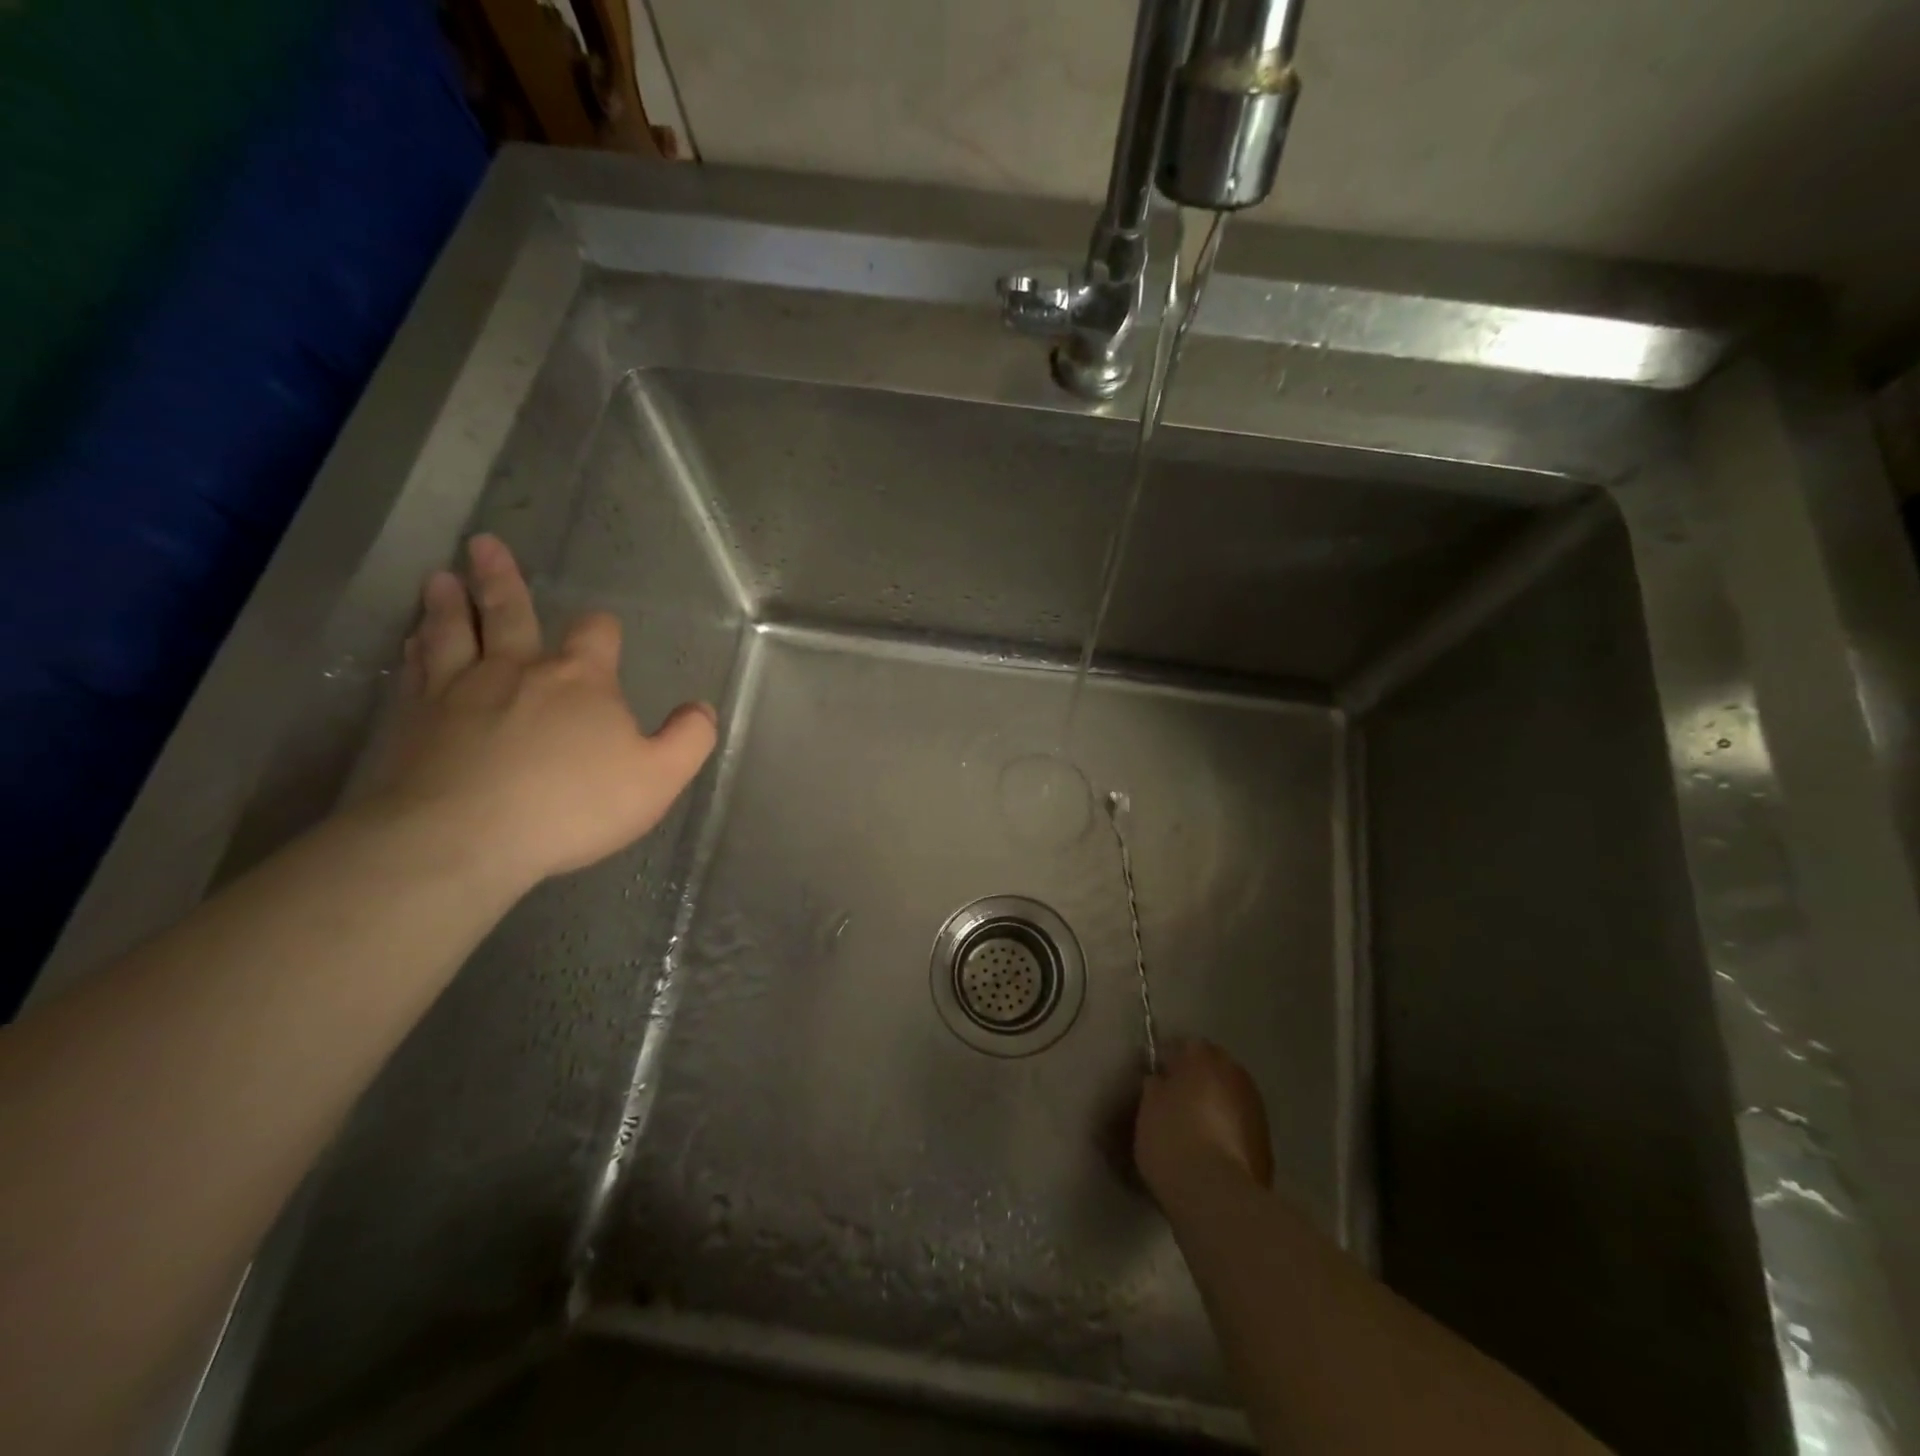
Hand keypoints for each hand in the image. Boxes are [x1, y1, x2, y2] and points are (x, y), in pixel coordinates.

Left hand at [372, 534, 716, 887]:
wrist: (462, 837)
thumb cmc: (572, 804)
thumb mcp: (658, 777)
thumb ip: (688, 739)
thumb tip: (702, 709)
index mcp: (580, 679)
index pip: (596, 634)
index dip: (601, 628)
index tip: (602, 628)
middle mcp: (517, 670)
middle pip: (508, 612)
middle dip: (502, 580)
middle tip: (483, 544)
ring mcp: (457, 690)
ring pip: (452, 632)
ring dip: (448, 604)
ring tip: (440, 579)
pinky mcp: (412, 720)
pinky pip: (415, 671)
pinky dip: (415, 650)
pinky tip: (410, 643)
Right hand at [1135, 1040, 1274, 1197]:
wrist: (1215, 1194)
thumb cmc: (1172, 1139)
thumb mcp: (1148, 1108)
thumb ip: (1157, 1086)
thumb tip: (1162, 1081)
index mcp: (1203, 1059)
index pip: (1186, 1045)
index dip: (1171, 1059)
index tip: (1158, 1075)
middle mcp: (1234, 1075)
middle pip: (1214, 1066)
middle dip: (1198, 1077)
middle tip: (1177, 1098)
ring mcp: (1255, 1108)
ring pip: (1231, 1095)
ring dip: (1216, 1103)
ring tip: (1197, 1126)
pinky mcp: (1266, 1142)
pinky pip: (1241, 1124)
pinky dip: (1229, 1129)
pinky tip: (1214, 1149)